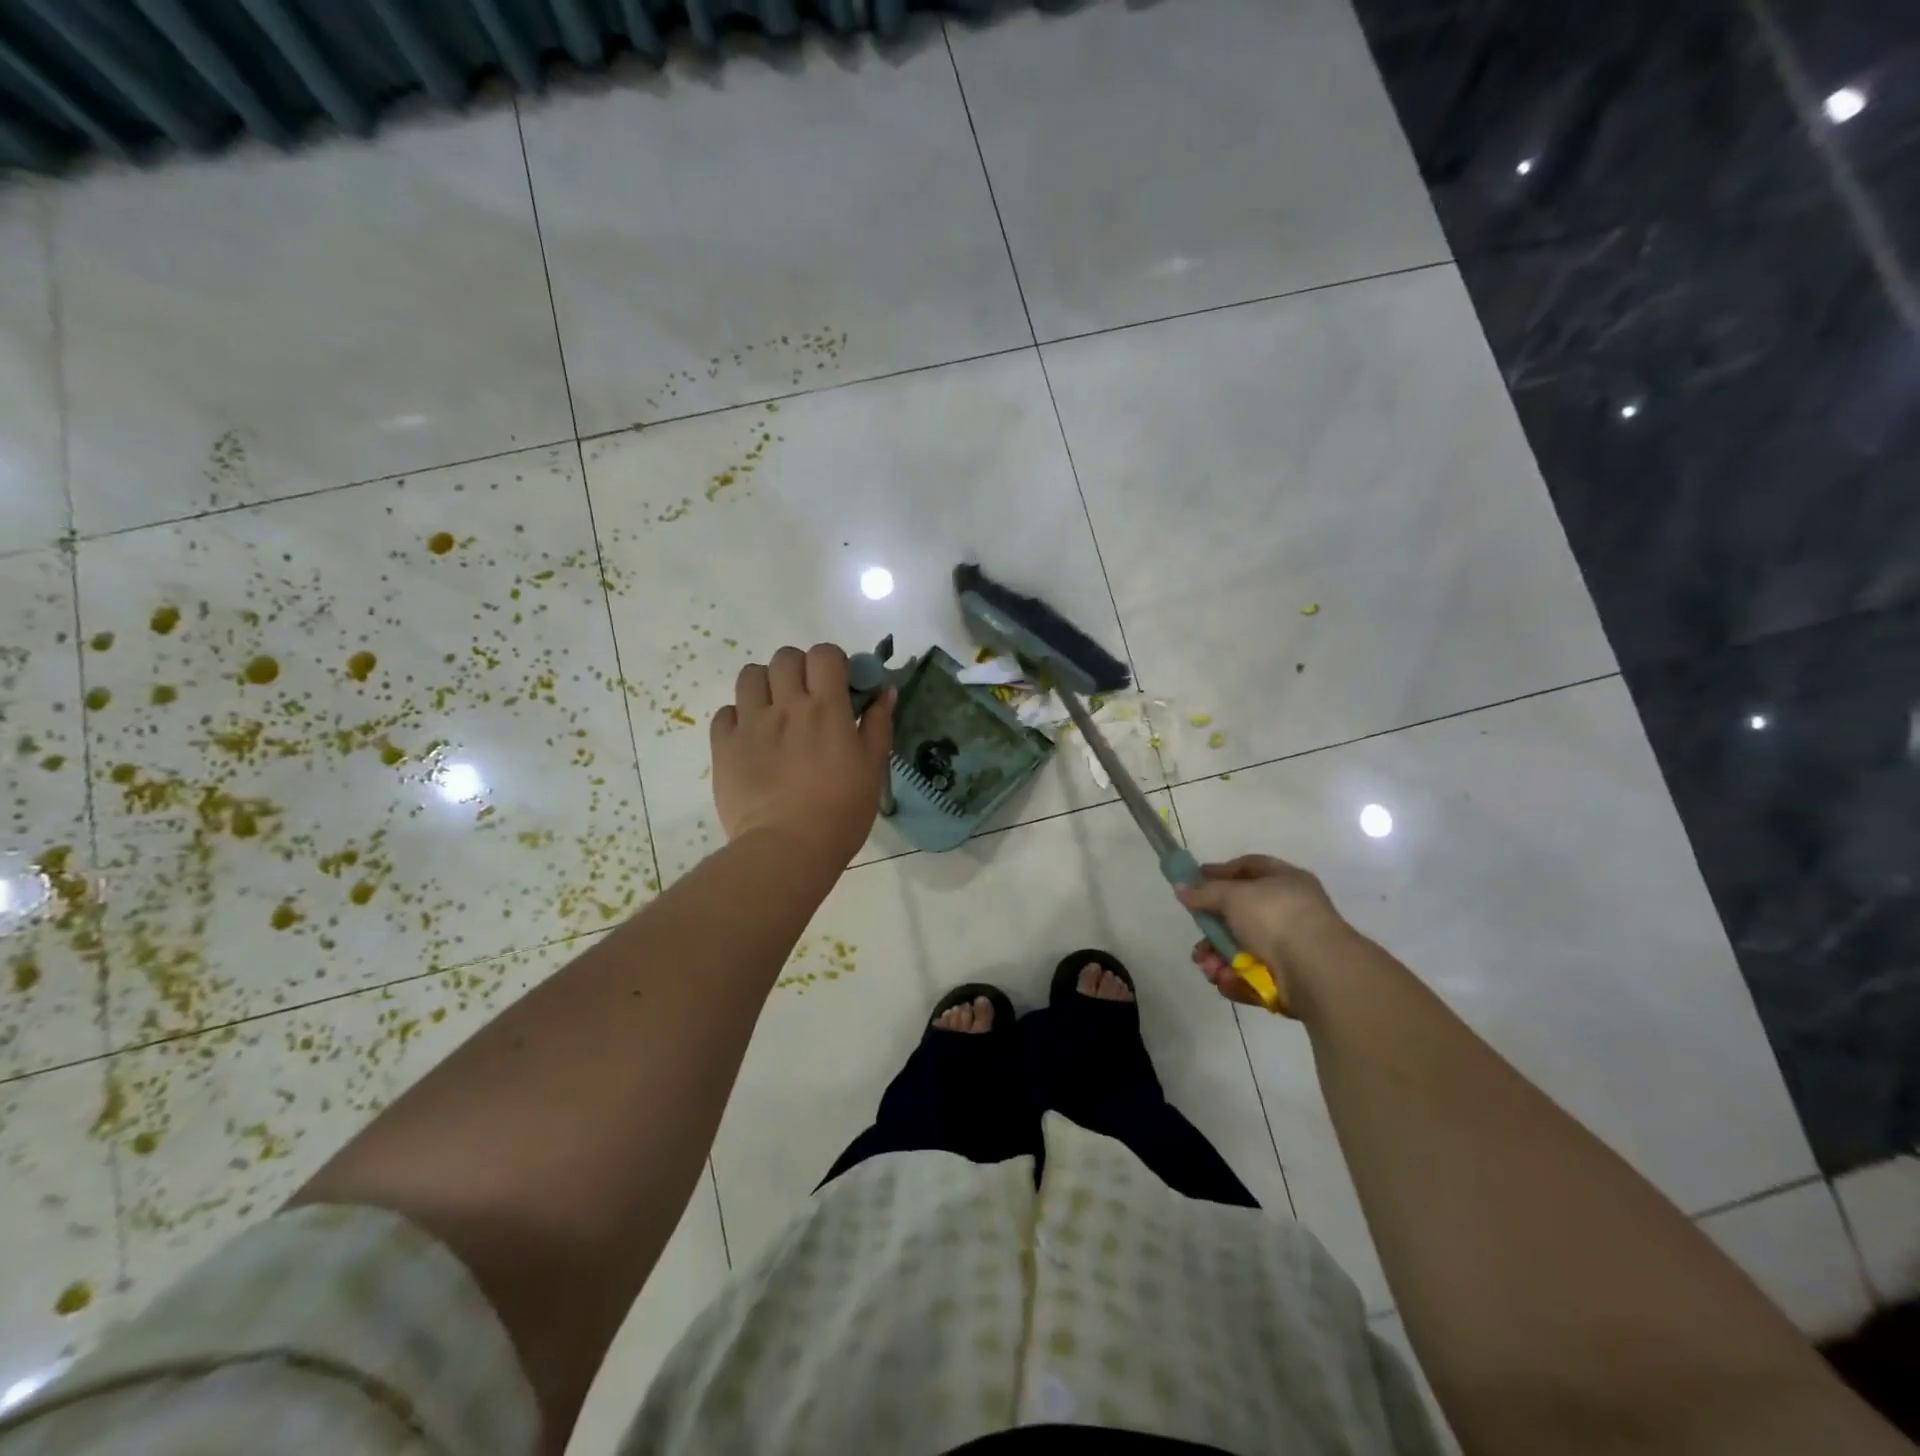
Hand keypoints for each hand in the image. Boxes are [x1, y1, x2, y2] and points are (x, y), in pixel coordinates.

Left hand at [710, 644, 894, 867]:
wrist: (787, 849)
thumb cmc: (841, 811)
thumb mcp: (873, 768)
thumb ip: (878, 724)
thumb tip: (884, 690)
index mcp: (826, 708)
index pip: (824, 654)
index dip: (833, 662)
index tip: (839, 684)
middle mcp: (786, 706)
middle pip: (785, 657)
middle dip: (798, 669)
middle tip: (806, 697)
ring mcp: (750, 724)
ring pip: (750, 676)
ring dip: (765, 685)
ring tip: (774, 711)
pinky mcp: (724, 746)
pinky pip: (725, 713)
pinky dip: (738, 718)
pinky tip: (751, 738)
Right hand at [1177, 854, 1349, 1007]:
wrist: (1317, 970)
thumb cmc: (1276, 917)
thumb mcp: (1234, 895)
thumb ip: (1205, 892)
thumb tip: (1180, 888)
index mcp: (1286, 881)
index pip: (1250, 867)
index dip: (1221, 872)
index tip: (1195, 881)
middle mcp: (1290, 912)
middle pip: (1241, 916)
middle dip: (1213, 930)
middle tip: (1197, 939)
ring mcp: (1291, 948)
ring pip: (1243, 950)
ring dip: (1219, 959)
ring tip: (1208, 968)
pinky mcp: (1288, 981)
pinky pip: (1253, 976)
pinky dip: (1235, 980)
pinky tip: (1224, 981)